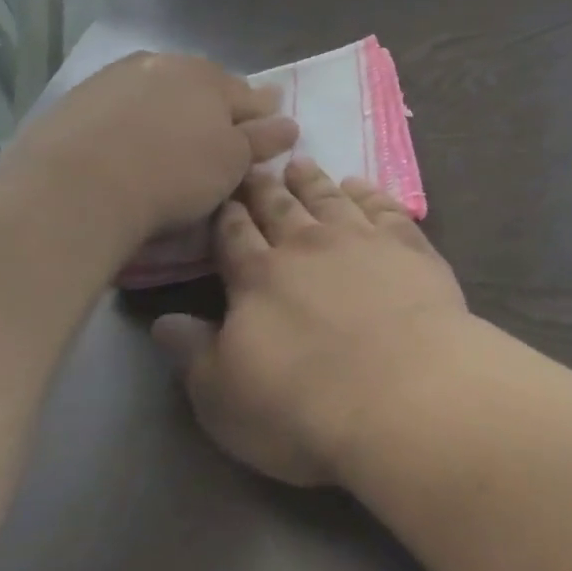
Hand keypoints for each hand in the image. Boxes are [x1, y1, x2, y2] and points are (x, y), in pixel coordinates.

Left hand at [0, 53, 297, 254]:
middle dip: (216, 106)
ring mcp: (116, 78)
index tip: (268, 131)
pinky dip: (132, 120)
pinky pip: (120, 106)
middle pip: (204, 86)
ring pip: (160, 91)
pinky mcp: (75, 100)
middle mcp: (165, 65)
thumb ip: (263, 139)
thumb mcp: (233, 163)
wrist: (72, 190)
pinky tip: (128, 146)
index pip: (252, 95)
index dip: (263, 114)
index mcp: (211, 77)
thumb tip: (289, 123)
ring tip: (171, 142)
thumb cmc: (172, 175)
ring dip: (171, 109)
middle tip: (219, 138)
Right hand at [151, 158, 470, 485]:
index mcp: (258, 278)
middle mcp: (308, 245)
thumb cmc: (304, 407)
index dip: (226, 214)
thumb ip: (194, 354)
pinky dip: (368, 191)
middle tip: (257, 165)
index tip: (221, 192)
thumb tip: (163, 321)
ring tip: (301, 163)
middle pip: (280, 207)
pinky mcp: (408, 243)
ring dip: (313, 180)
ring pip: (330, 198)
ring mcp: (362, 238)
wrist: (403, 391)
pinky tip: (360, 185)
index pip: (234, 235)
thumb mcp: (225, 398)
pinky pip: (383, 206)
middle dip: (264, 187)